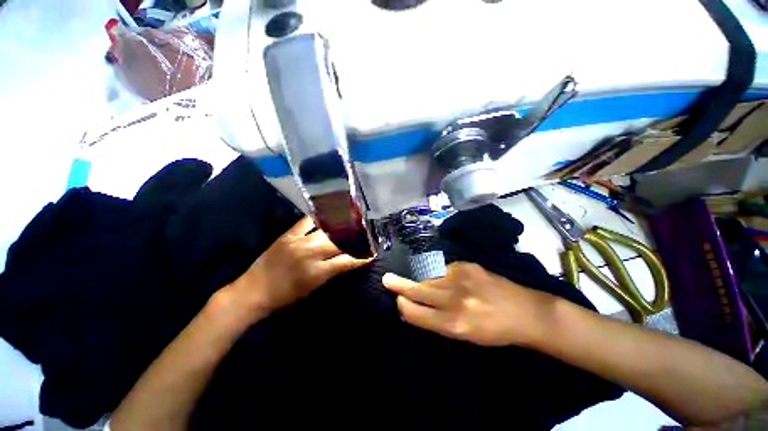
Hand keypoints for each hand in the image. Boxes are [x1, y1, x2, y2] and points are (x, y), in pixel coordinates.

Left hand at [224, 216, 370, 319]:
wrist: (254, 291)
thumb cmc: (285, 296)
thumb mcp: (313, 288)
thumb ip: (331, 272)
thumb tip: (347, 260)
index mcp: (318, 272)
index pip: (347, 261)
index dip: (362, 257)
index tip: (373, 253)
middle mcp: (311, 254)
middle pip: (340, 242)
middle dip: (355, 238)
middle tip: (365, 234)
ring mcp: (299, 241)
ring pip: (327, 229)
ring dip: (341, 225)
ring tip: (352, 221)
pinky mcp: (288, 234)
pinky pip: (307, 221)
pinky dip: (319, 217)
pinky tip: (328, 214)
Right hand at [383, 262, 556, 346]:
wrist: (525, 311)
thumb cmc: (493, 330)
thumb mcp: (464, 336)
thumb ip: (437, 321)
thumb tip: (414, 308)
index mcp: (453, 324)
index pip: (416, 312)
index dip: (403, 306)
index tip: (398, 301)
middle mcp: (454, 300)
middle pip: (418, 290)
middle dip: (399, 285)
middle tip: (386, 279)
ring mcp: (460, 278)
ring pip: (428, 277)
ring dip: (420, 279)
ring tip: (414, 279)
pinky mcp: (466, 265)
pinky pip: (443, 269)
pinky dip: (438, 274)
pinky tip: (445, 279)